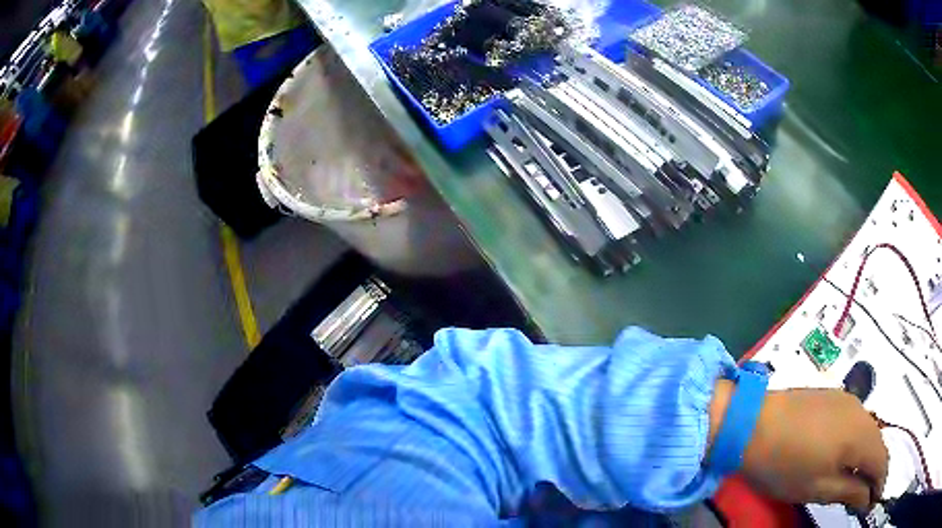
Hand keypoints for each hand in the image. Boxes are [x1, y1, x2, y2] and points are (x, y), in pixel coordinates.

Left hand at [734, 388, 888, 511]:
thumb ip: (850, 491)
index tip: (873, 502)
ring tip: (855, 480)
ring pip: (868, 431)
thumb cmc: (785, 465)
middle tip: (864, 496)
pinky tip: (844, 456)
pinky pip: (855, 421)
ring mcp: (847, 400)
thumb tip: (868, 498)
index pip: (882, 460)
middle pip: (877, 444)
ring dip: (866, 456)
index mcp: (862, 434)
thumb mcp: (819, 488)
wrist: (751, 424)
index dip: (880, 483)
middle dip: (874, 471)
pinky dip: (856, 442)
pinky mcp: (833, 396)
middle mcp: (861, 411)